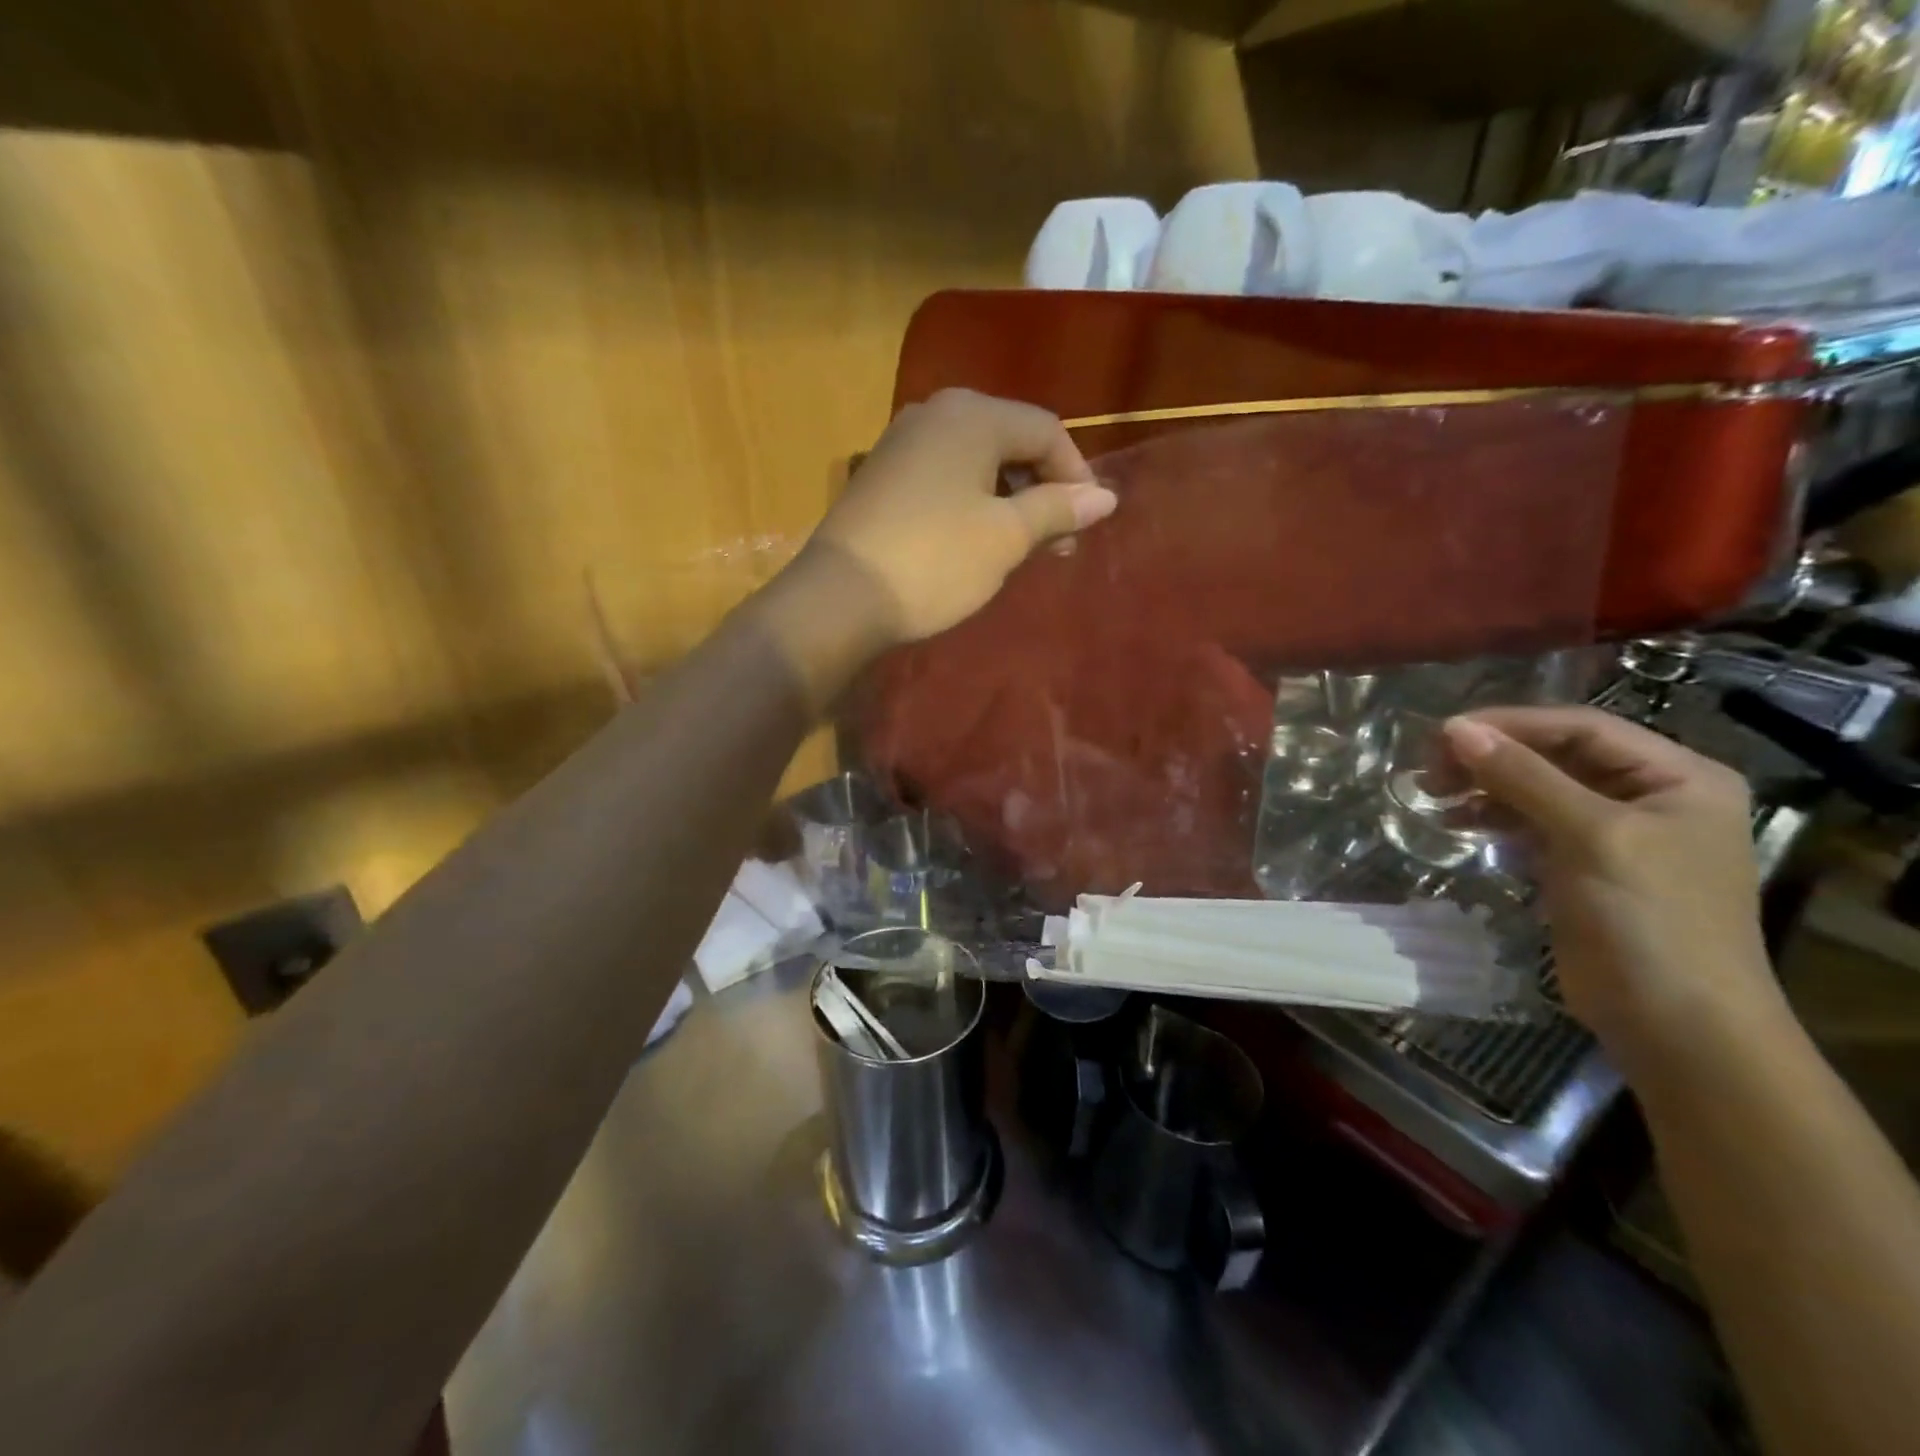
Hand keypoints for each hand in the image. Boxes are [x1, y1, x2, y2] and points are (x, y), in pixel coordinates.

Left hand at [810, 388, 1116, 643]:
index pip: (1046, 430)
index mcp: (972, 415)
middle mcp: (935, 413)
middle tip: (1059, 543)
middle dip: (1043, 489)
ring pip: (977, 462)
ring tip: (1023, 548)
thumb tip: (1106, 497)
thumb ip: (1058, 509)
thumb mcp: (1006, 537)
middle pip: (1011, 441)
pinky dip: (973, 503)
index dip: (1077, 475)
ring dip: (1009, 500)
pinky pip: (945, 477)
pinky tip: (978, 541)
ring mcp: (903, 443)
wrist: (839, 598)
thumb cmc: (934, 562)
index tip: (1087, 524)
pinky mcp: (883, 475)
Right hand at [1442, 707, 1786, 1078]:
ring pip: (1538, 790)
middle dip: (1492, 757)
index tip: (1443, 734)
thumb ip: (1523, 777)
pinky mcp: (1584, 868)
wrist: (1676, 1023)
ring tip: (1434, 793)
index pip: (1582, 728)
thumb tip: (1456, 728)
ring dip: (1486, 787)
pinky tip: (1458, 823)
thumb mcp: (1590, 836)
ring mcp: (1617, 835)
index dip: (1511, 725)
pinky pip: (1532, 825)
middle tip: (1430, 766)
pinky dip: (1494, 819)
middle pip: (1557, 756)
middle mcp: (1651, 797)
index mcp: (1678, 777)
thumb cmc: (1650, 918)